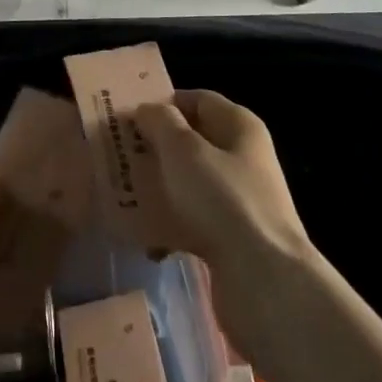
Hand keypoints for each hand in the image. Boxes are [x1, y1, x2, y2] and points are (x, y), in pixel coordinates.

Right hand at [135, 90, 314, 312]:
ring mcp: (240, 200)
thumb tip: (148, 110)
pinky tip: (146, 240)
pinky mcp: (233, 238)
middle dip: (155, 148)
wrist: (264, 281)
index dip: (164, 103)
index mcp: (240, 127)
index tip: (127, 116)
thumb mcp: (183, 151)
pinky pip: (194, 221)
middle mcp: (244, 158)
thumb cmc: (222, 200)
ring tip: (122, 196)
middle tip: (116, 156)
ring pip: (190, 183)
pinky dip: (171, 226)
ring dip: (159, 188)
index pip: (198, 100)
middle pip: (192, 142)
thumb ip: (161, 123)